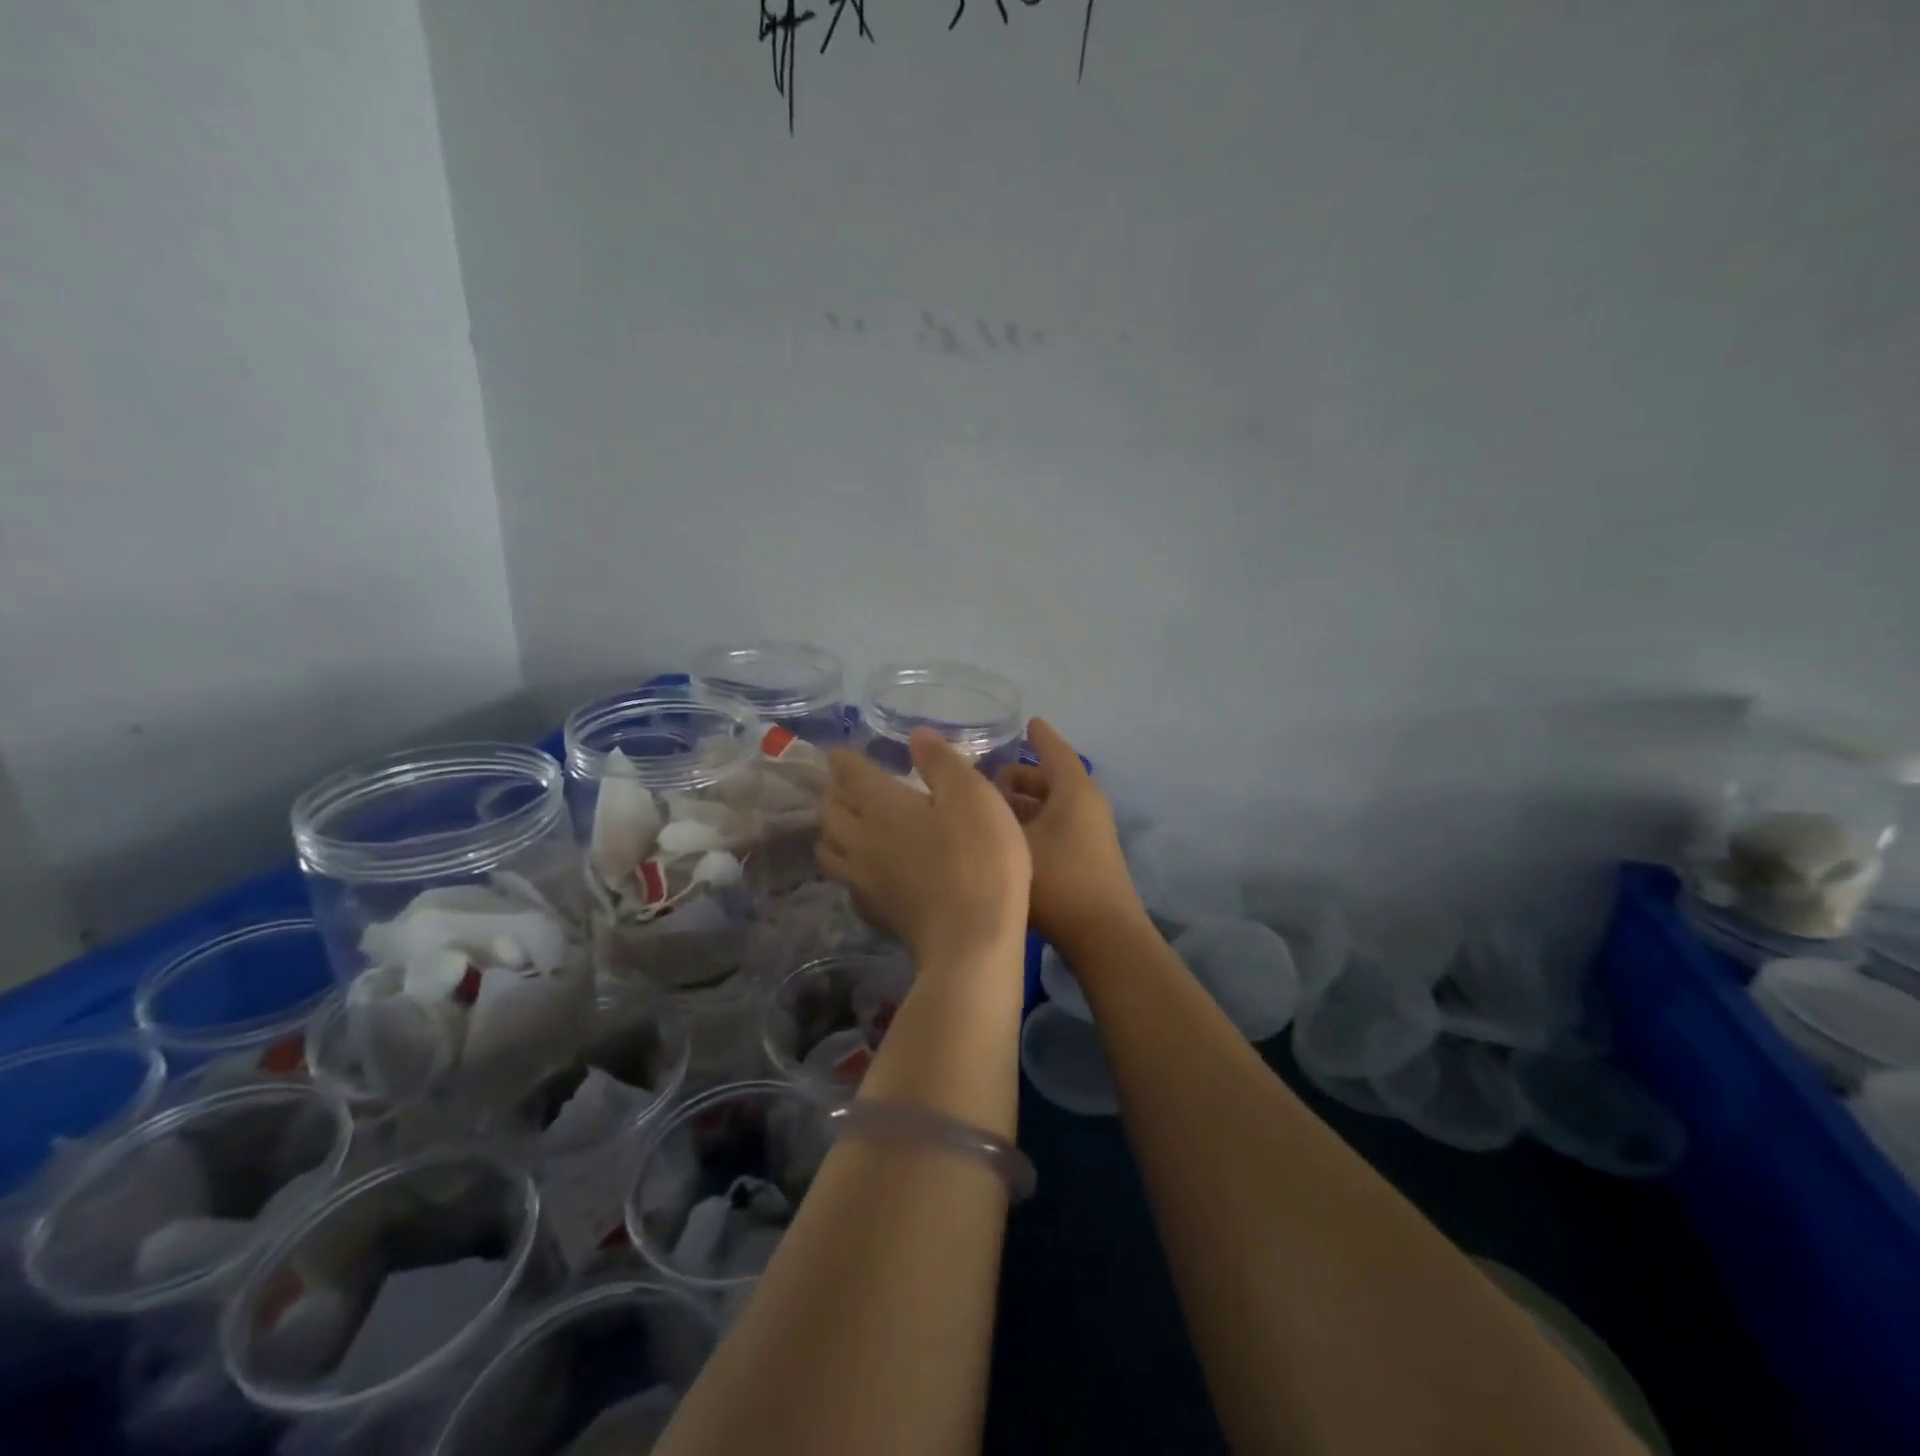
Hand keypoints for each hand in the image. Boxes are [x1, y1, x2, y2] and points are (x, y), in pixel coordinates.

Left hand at [820, 729, 1031, 968]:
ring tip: (852, 824)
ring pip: (828, 847)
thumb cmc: (979, 858)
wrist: (972, 942)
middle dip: (836, 793)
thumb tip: (915, 735)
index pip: (848, 773)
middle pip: (829, 810)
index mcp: (881, 805)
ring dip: (833, 830)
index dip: (845, 759)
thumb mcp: (973, 796)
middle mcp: (859, 838)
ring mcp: (861, 879)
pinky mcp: (873, 911)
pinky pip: (845, 880)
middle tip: (852, 786)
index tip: (845, 753)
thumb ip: (941, 762)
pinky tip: (868, 868)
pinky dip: (848, 866)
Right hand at [995, 718, 1144, 952]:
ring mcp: (1092, 834)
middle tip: (985, 780)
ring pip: (1053, 807)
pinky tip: (1007, 841)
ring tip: (988, 810)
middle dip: (1019, 777)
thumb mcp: (1013, 842)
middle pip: (1051, 780)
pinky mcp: (1088, 859)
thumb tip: (966, 792)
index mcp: (1075, 791)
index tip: (1027, 722)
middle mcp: (1088, 806)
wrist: (1103, 937)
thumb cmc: (1058, 880)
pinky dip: (1033, 825)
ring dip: (1024, 805)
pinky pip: (1057, 827)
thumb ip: (987, 814)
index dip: (1040, 736)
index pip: (1055, 751)